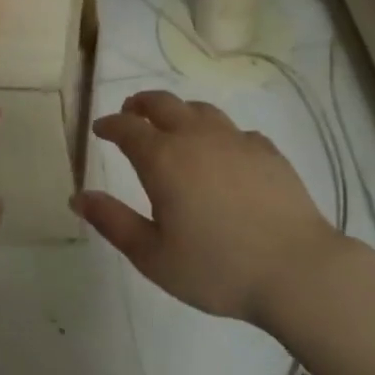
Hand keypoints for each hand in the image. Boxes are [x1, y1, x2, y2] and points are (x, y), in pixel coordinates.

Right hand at [74, 90, 347, 325]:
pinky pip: (234, 130)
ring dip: (178, 111)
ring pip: (201, 110)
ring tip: (172, 123)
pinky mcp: (267, 151)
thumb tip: (78, 196)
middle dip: (140, 104)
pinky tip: (222, 150)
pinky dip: (217, 132)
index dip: (110, 124)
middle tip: (130, 110)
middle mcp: (197, 137)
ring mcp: (236, 140)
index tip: (100, 128)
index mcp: (164, 159)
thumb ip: (113, 222)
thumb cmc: (216, 268)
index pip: (127, 128)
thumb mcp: (153, 256)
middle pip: (163, 104)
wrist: (296, 269)